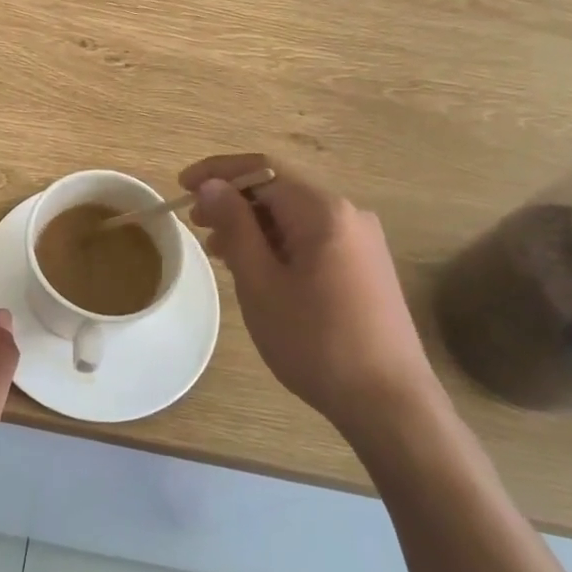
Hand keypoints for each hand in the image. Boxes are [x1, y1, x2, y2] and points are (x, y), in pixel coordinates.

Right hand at [181, 155, 434, 436]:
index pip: (262, 169)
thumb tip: (212, 185)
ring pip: (295, 216)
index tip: (182, 186)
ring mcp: (362, 241)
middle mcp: (349, 214)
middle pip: (281, 189)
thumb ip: (235, 226)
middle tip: (196, 223)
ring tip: (219, 250)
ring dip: (254, 225)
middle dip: (234, 200)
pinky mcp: (366, 266)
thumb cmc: (315, 341)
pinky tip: (257, 268)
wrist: (388, 402)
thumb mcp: (260, 283)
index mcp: (323, 211)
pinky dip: (278, 243)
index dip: (218, 172)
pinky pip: (313, 238)